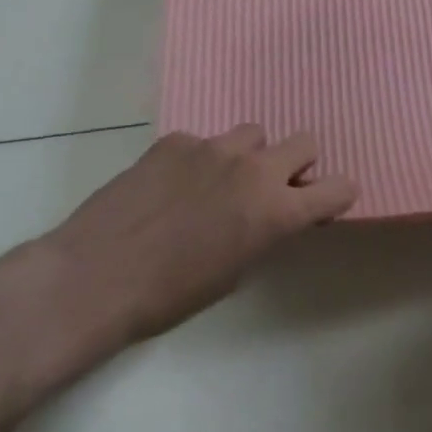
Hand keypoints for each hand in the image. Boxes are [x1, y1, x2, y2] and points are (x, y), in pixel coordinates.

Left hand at [18, 126, 357, 362]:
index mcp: (277, 211)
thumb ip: (265, 232)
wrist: (93, 278)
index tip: (321, 206)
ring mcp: (213, 148)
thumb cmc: (169, 296)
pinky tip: (169, 187)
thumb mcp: (236, 272)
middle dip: (296, 165)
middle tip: (269, 190)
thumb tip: (270, 216)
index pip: (338, 188)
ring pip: (252, 135)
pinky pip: (202, 141)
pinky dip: (197, 160)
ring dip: (247, 157)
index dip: (335, 196)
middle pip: (305, 142)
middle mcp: (255, 170)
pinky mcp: (175, 141)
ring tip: (214, 184)